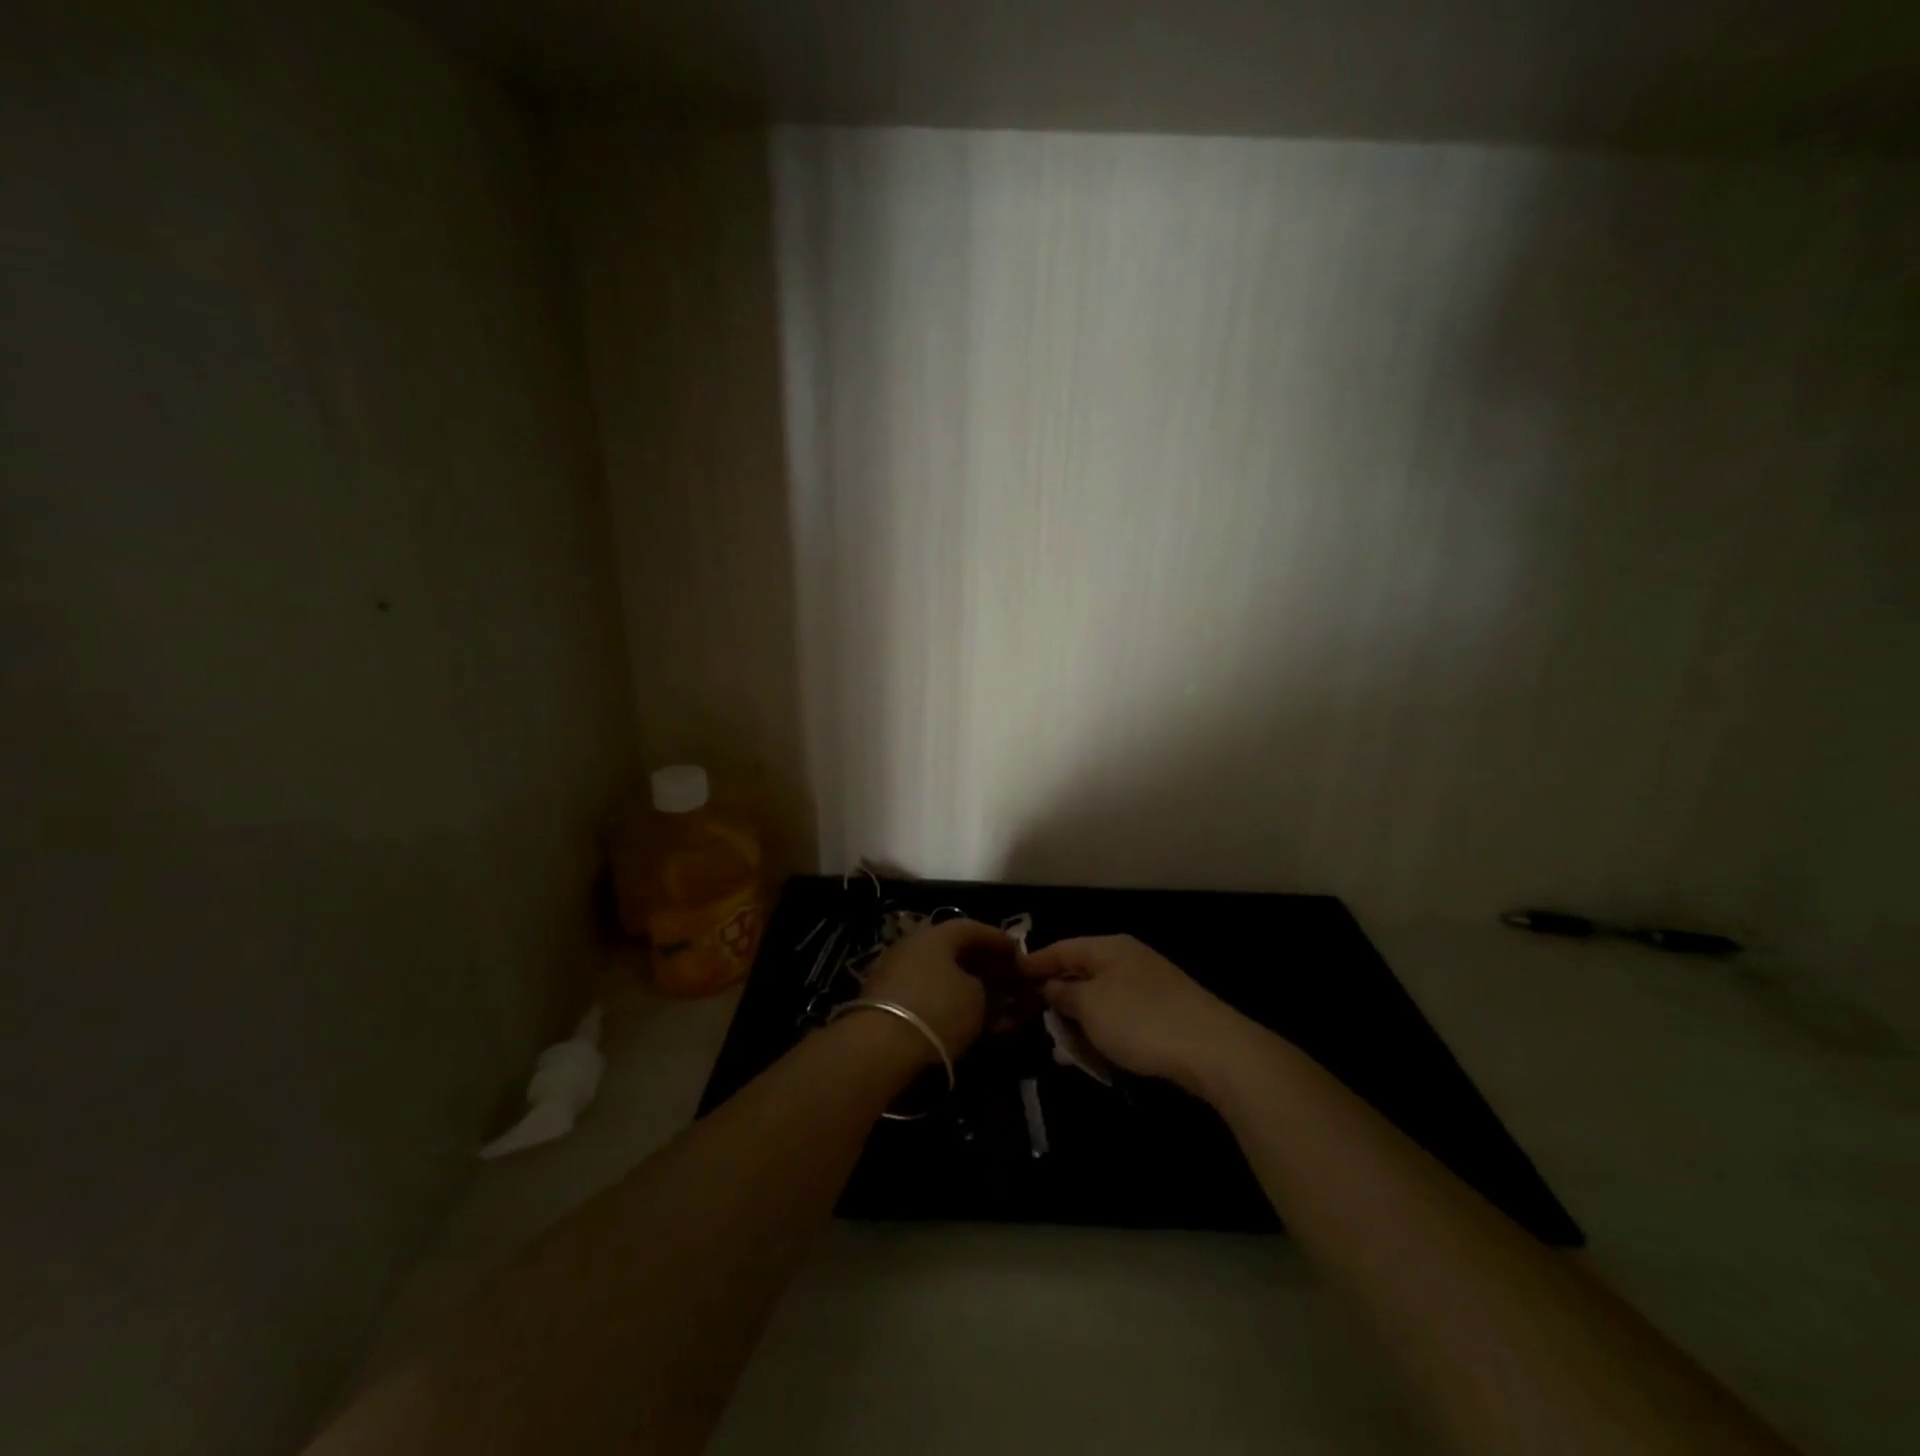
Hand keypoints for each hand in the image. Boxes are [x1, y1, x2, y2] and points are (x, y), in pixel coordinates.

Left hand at [859, 919, 1012, 1061]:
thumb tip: (981, 985)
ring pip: (939, 976)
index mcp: (935, 934)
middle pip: (954, 952)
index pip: (972, 928)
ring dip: (965, 988)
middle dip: (982, 966)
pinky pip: (924, 995)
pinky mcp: (883, 1001)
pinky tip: (962, 1022)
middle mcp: (912, 945)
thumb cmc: (938, 1009)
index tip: (1019, 952)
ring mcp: (894, 972)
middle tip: (1005, 981)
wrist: (880, 1046)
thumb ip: (986, 986)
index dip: (998, 940)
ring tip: (989, 1008)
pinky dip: (945, 1004)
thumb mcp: (977, 998)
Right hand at [1020, 935, 1246, 1092]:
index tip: (1009, 978)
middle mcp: (1128, 960)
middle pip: (1082, 973)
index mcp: (1109, 948)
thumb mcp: (1090, 1005)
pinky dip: (1103, 1035)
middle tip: (1030, 1019)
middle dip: (1056, 997)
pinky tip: (1093, 1058)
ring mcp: (1148, 987)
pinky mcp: (1163, 1015)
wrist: (1212, 1049)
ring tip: (1060, 1051)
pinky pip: (1121, 1020)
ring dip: (1079, 1023)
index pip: (1062, 948)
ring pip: (1101, 1001)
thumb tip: (1050, 985)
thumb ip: (1064, 992)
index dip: (1034, 963)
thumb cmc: (1140, 1019)